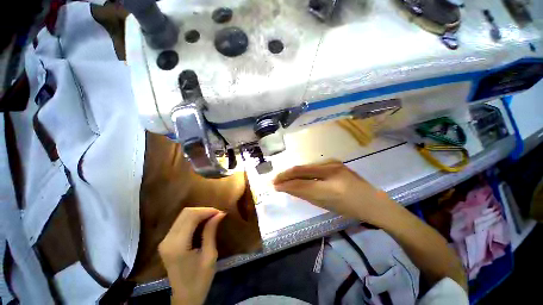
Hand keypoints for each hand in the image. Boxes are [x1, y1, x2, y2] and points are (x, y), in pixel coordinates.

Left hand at [159, 207, 226, 304]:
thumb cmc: (200, 279)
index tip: (220, 213)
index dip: (207, 211)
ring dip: (198, 213)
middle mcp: (167, 240)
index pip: (191, 216)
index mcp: (178, 245)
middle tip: (217, 214)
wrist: (185, 297)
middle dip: (203, 210)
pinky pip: (180, 222)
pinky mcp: (166, 242)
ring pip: (182, 215)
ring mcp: (165, 240)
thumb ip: (211, 232)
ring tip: (212, 217)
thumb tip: (220, 213)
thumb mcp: (209, 255)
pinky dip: (193, 219)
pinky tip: (202, 222)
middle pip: (185, 213)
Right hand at [273, 160, 395, 225]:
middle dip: (286, 175)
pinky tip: (297, 175)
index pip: (301, 184)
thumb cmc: (350, 209)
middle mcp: (331, 170)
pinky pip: (313, 166)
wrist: (372, 201)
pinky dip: (303, 171)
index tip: (275, 186)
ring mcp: (333, 163)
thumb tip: (288, 188)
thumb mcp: (326, 205)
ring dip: (293, 172)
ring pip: (306, 166)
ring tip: (284, 177)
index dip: (286, 185)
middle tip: (275, 179)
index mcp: (331, 187)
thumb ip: (306, 195)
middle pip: (301, 170)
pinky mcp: (334, 161)